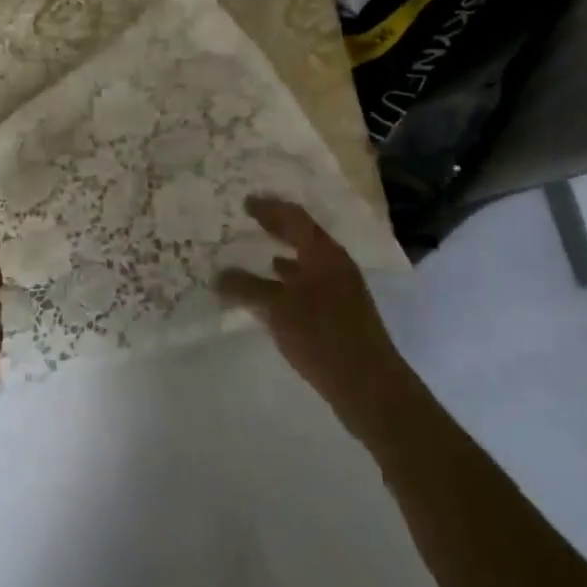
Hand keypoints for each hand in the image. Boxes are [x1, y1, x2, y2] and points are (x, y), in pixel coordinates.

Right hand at [218, 196, 414, 436]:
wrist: (368, 384)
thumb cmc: (322, 336)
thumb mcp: (277, 308)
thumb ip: (246, 287)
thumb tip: (218, 274)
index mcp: (324, 254)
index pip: (294, 218)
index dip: (270, 208)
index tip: (246, 201)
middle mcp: (335, 265)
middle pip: (303, 237)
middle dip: (277, 227)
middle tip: (251, 220)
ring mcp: (341, 290)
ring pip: (307, 262)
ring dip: (283, 254)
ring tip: (257, 253)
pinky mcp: (341, 313)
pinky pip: (309, 284)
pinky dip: (289, 281)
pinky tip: (274, 293)